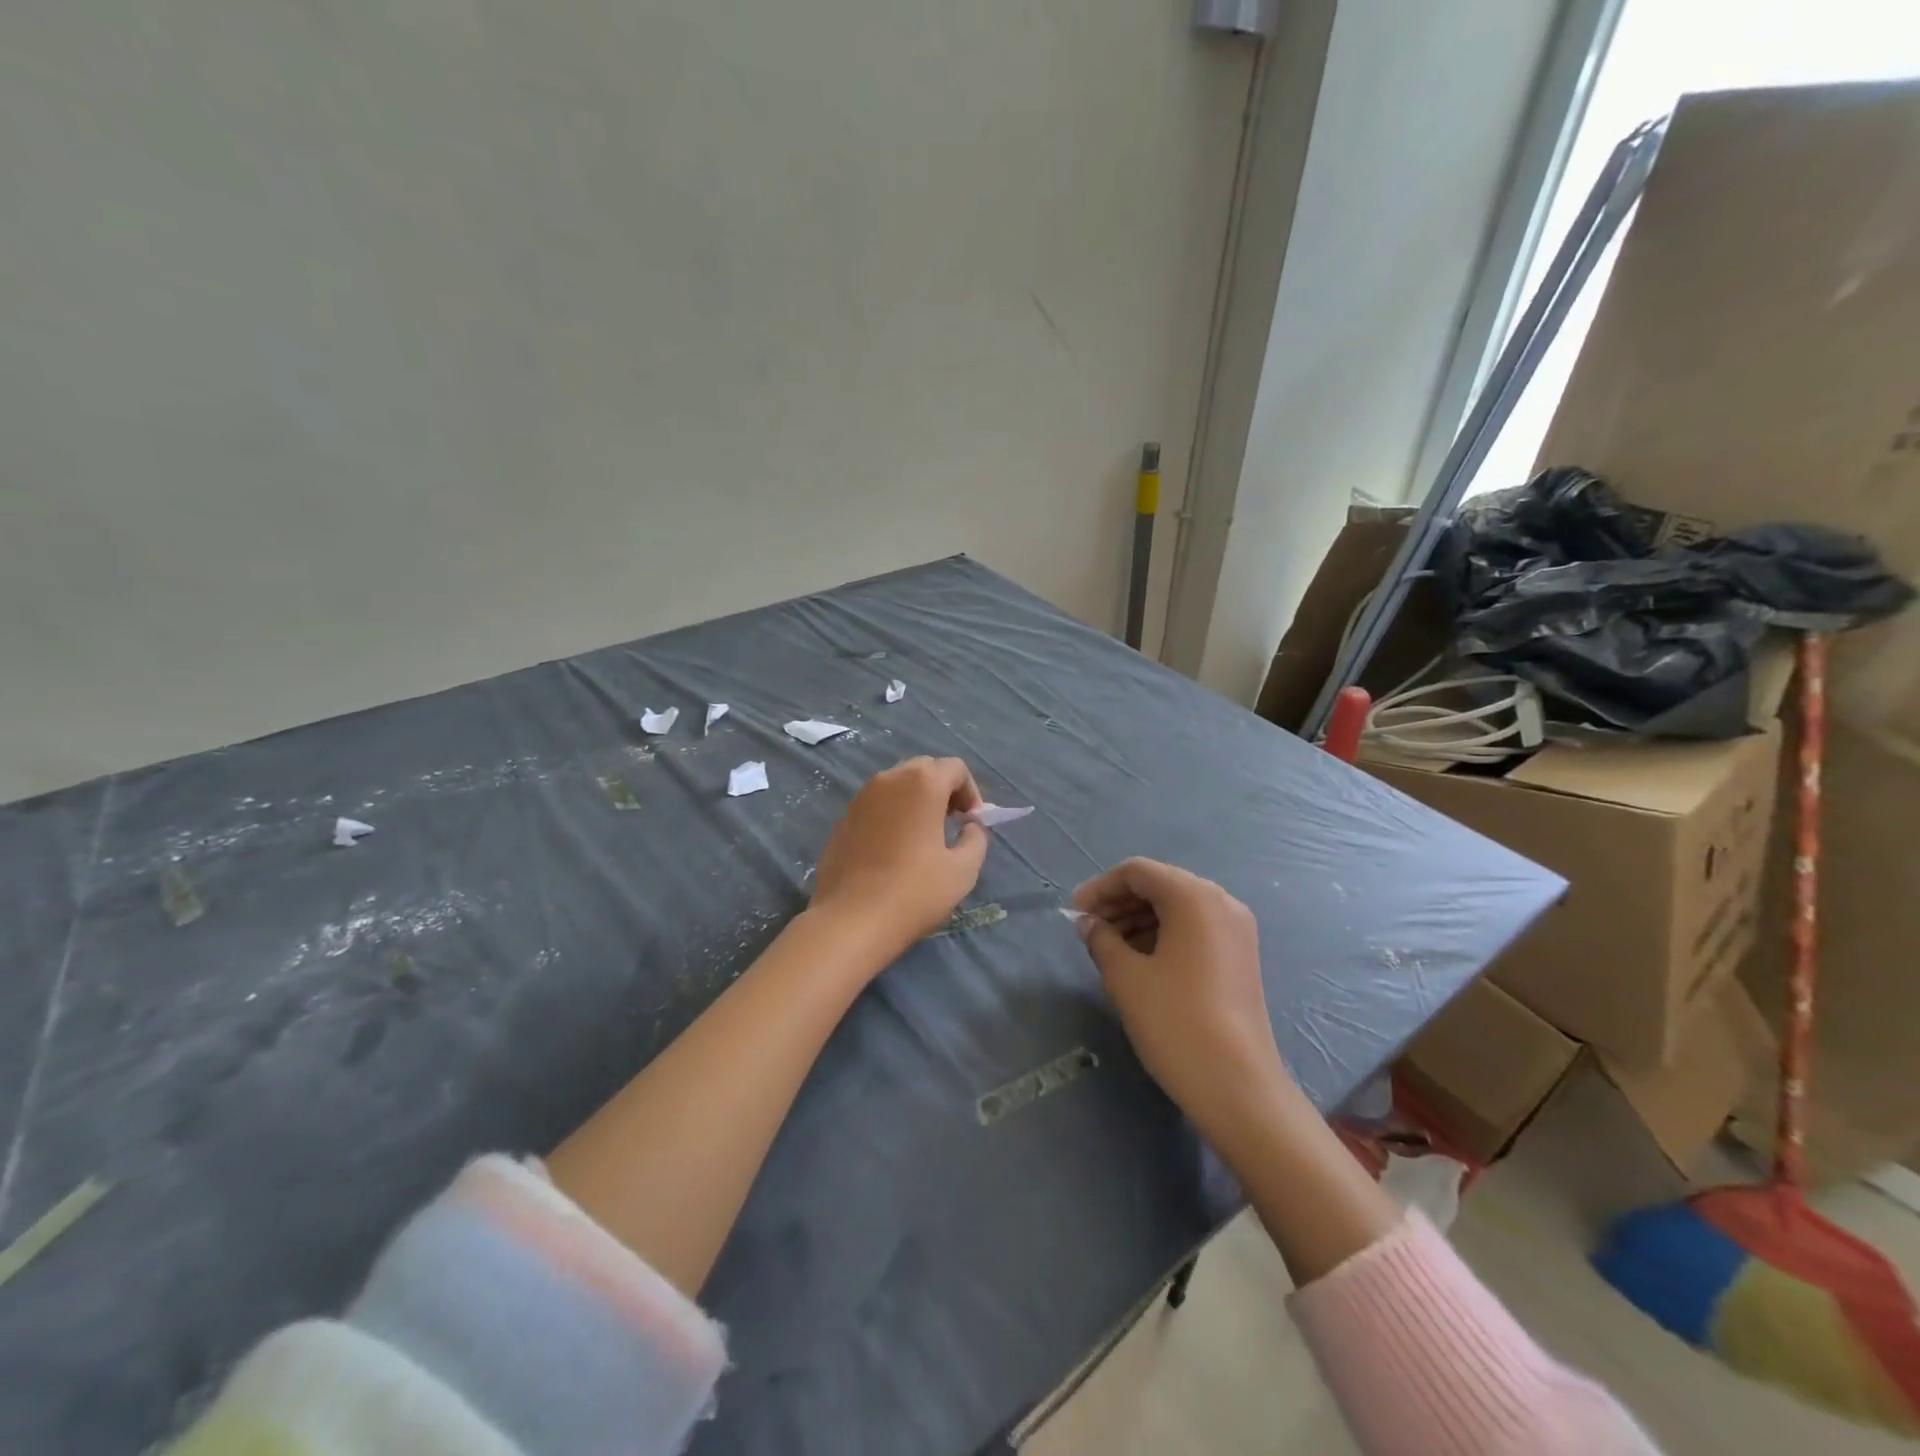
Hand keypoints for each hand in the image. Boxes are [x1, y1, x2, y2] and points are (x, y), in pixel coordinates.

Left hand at [811, 757, 989, 962]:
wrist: (850, 920)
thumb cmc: (914, 892)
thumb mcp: (963, 870)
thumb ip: (976, 839)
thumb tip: (970, 826)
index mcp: (922, 784)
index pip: (955, 768)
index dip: (971, 792)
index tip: (972, 822)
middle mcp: (889, 780)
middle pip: (924, 770)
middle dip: (943, 790)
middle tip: (952, 824)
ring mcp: (860, 798)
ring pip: (897, 785)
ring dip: (916, 801)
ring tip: (923, 836)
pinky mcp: (842, 819)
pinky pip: (876, 805)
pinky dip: (892, 815)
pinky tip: (893, 850)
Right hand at [1073, 858, 1294, 1142]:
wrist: (1238, 1087)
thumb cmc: (1175, 1021)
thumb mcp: (1126, 977)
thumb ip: (1101, 939)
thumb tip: (1088, 924)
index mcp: (1194, 897)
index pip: (1138, 872)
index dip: (1100, 888)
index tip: (1074, 914)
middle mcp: (1221, 902)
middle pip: (1160, 885)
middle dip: (1119, 903)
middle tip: (1088, 931)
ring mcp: (1236, 931)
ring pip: (1177, 908)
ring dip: (1138, 919)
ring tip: (1108, 948)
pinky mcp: (1240, 957)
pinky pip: (1194, 929)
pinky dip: (1163, 935)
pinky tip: (1139, 961)